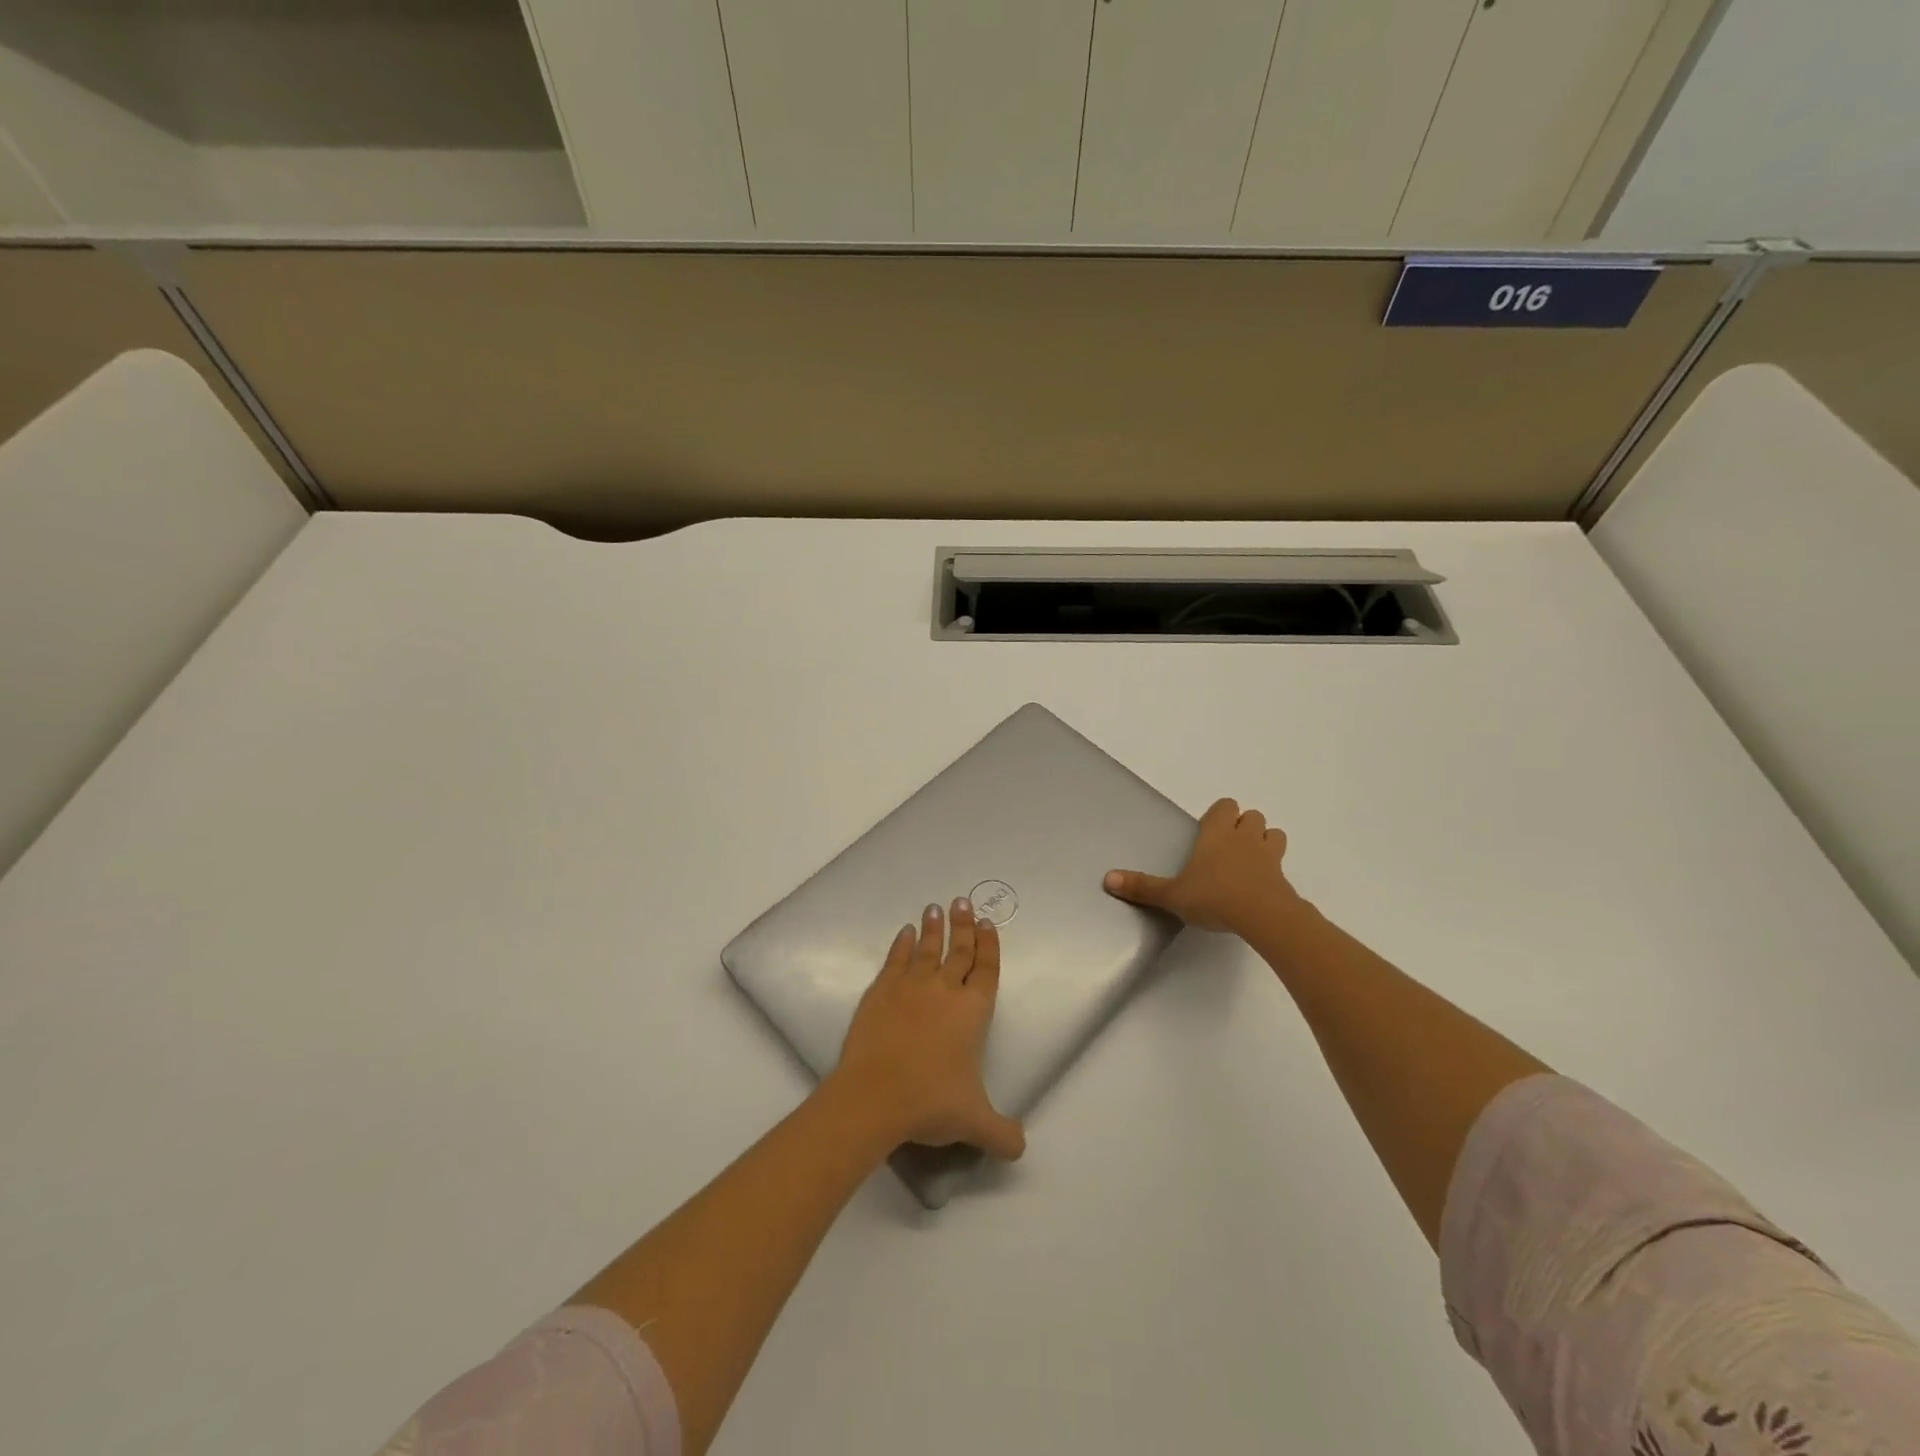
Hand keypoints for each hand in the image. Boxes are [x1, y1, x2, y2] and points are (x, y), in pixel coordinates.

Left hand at [829, 899, 1025, 1160]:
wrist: (874, 1096)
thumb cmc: (930, 1102)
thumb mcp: (975, 1123)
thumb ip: (1002, 1133)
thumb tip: (1021, 1146)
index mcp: (972, 1012)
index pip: (987, 970)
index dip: (989, 946)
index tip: (987, 924)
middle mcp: (945, 990)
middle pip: (959, 950)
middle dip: (964, 925)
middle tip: (963, 901)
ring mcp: (910, 987)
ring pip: (927, 949)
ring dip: (934, 928)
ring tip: (936, 907)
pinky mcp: (881, 991)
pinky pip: (896, 960)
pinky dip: (903, 944)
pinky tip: (905, 933)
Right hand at [1104, 797, 1299, 933]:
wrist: (1263, 917)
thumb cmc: (1214, 896)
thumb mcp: (1172, 894)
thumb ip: (1142, 887)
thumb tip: (1107, 879)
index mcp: (1217, 833)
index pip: (1225, 806)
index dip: (1219, 815)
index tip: (1208, 833)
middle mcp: (1244, 837)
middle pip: (1252, 816)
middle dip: (1242, 826)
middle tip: (1225, 848)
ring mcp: (1269, 856)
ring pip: (1272, 834)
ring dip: (1263, 842)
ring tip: (1247, 862)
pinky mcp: (1284, 878)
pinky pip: (1281, 864)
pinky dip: (1273, 870)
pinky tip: (1260, 887)